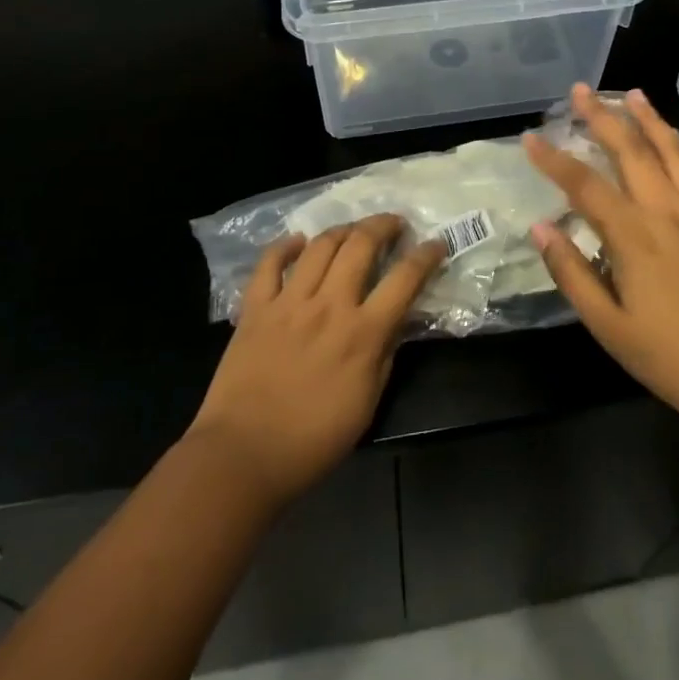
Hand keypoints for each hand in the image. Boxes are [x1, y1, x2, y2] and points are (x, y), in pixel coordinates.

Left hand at [187, 214, 444, 508]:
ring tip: (353, 231)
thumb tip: (398, 319)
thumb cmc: (313, 440)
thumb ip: (385, 354)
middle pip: (361, 245)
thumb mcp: (367, 403)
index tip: (435, 244)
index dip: (425, 256)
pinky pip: (269, 263)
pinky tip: (298, 242)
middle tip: (394, 224)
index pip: (404, 280)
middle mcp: (329, 306)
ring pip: (320, 245)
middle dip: (383, 225)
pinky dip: (285, 246)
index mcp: (362, 333)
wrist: (243, 455)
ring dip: (342, 230)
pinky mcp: (255, 308)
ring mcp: (289, 302)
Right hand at [524, 84, 678, 433]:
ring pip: (672, 153)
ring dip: (650, 120)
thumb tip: (541, 227)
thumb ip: (571, 272)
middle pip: (632, 152)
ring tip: (632, 95)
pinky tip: (676, 141)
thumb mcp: (607, 325)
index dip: (554, 160)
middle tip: (581, 90)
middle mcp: (667, 213)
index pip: (585, 186)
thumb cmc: (666, 355)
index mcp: (634, 237)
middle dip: (603, 117)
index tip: (530, 138)